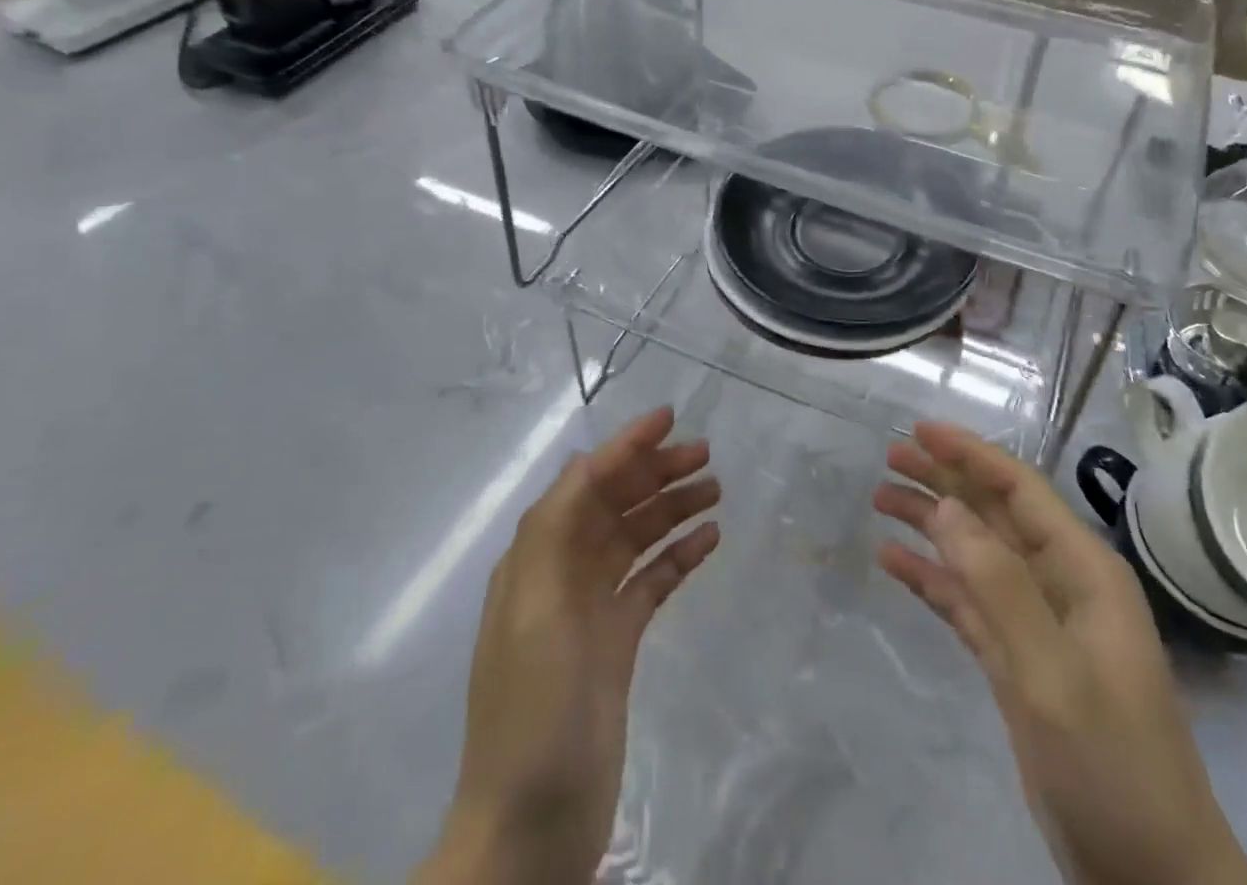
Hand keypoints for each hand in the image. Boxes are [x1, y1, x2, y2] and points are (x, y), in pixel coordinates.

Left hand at [417, 407, 719, 884]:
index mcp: (535, 560)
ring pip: (636, 539)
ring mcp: (590, 609)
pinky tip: (709, 540)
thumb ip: (555, 531)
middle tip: (706, 456)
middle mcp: (561, 574)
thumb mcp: (535, 612)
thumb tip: (585, 463)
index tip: (668, 418)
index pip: (584, 484)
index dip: (624, 447)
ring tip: (716, 490)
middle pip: (614, 505)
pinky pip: (650, 581)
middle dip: (655, 474)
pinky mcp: (615, 643)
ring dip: (671, 509)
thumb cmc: (532, 712)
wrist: (531, 829)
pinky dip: (677, 556)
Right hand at [874, 423, 1246, 884]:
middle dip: (942, 481)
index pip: (1019, 489)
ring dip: (930, 525)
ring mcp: (1037, 623)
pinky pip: (967, 602)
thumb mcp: (1052, 671)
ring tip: (880, 500)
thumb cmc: (1111, 764)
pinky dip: (931, 579)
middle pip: (992, 513)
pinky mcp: (1017, 660)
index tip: (920, 430)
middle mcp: (1059, 583)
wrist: (1150, 878)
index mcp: (1082, 570)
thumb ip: (998, 583)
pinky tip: (893, 562)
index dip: (970, 453)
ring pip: (974, 553)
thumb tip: (946, 506)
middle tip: (888, 456)